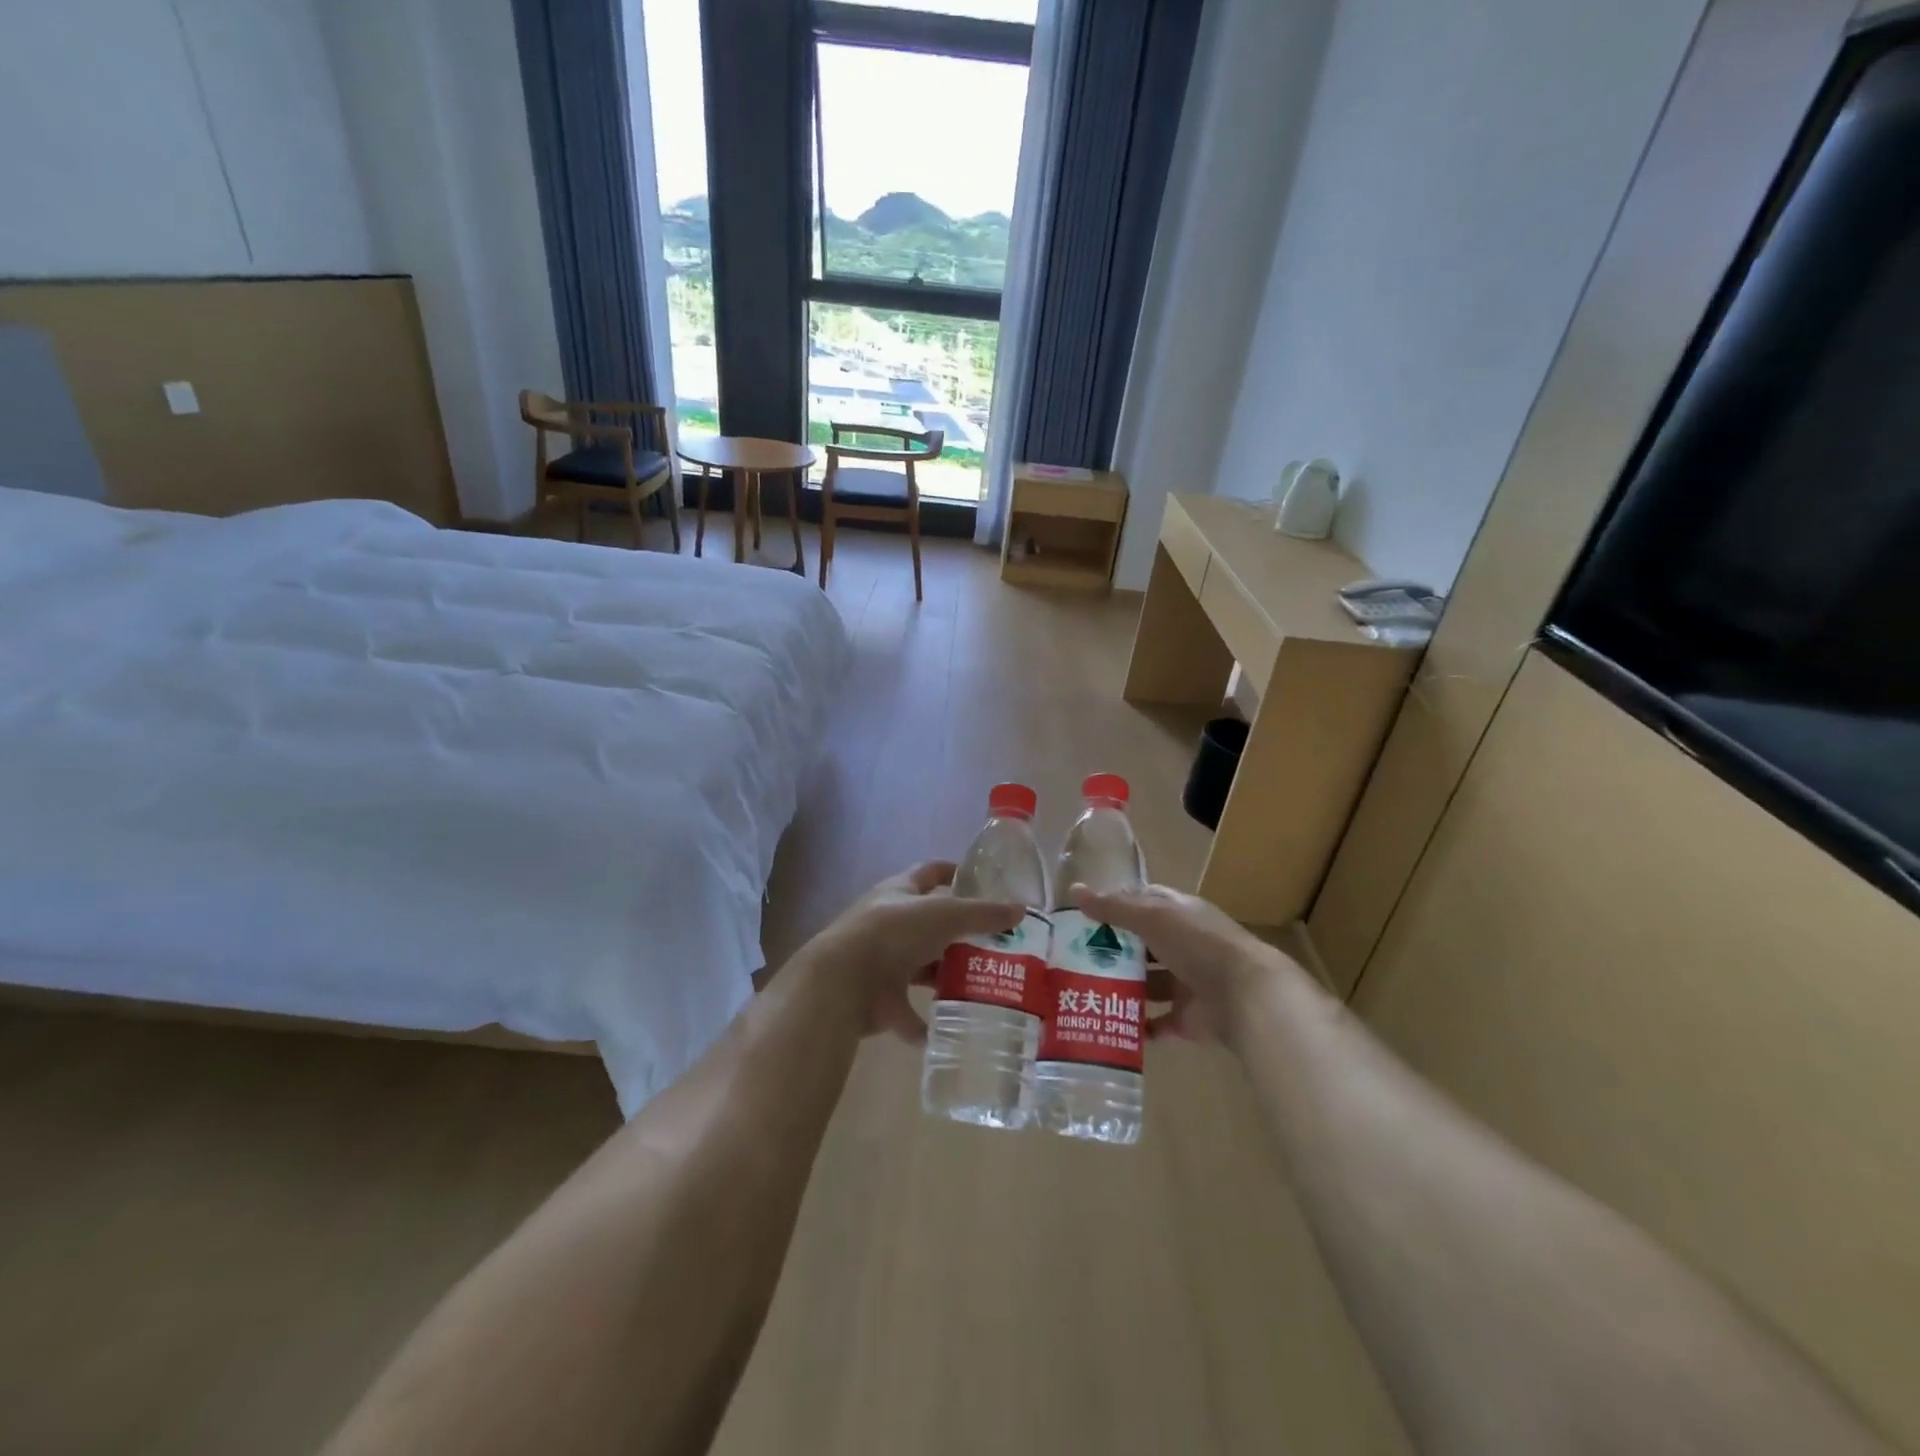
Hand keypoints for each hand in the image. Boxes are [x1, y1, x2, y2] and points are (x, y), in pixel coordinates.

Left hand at [801, 862, 1023, 1042]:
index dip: (952, 873)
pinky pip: (908, 1013)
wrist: (842, 981)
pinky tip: (951, 1030)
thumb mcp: (945, 915)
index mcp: (900, 893)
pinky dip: (926, 1024)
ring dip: (944, 977)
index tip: (980, 882)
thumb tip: (1020, 910)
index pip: (929, 873)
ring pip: (921, 968)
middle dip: (959, 934)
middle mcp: (889, 923)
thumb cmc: (893, 933)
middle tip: (996, 945)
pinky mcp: (879, 999)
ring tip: (984, 986)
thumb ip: (983, 914)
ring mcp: (882, 962)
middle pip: (930, 925)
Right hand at [1070, 883, 1292, 1046]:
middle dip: (1114, 951)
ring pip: (1148, 984)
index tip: (1084, 916)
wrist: (1246, 995)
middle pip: (1143, 946)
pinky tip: (1109, 1026)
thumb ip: (1114, 907)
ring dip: (1123, 989)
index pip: (1144, 903)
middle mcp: (1183, 946)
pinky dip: (1138, 1027)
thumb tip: (1074, 891)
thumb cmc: (1198, 944)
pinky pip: (1157, 1023)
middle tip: (1075, 958)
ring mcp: (1187, 983)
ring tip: (1085, 992)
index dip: (1116, 906)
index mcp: (1179, 914)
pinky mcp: (1188, 1019)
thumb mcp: (1152, 917)